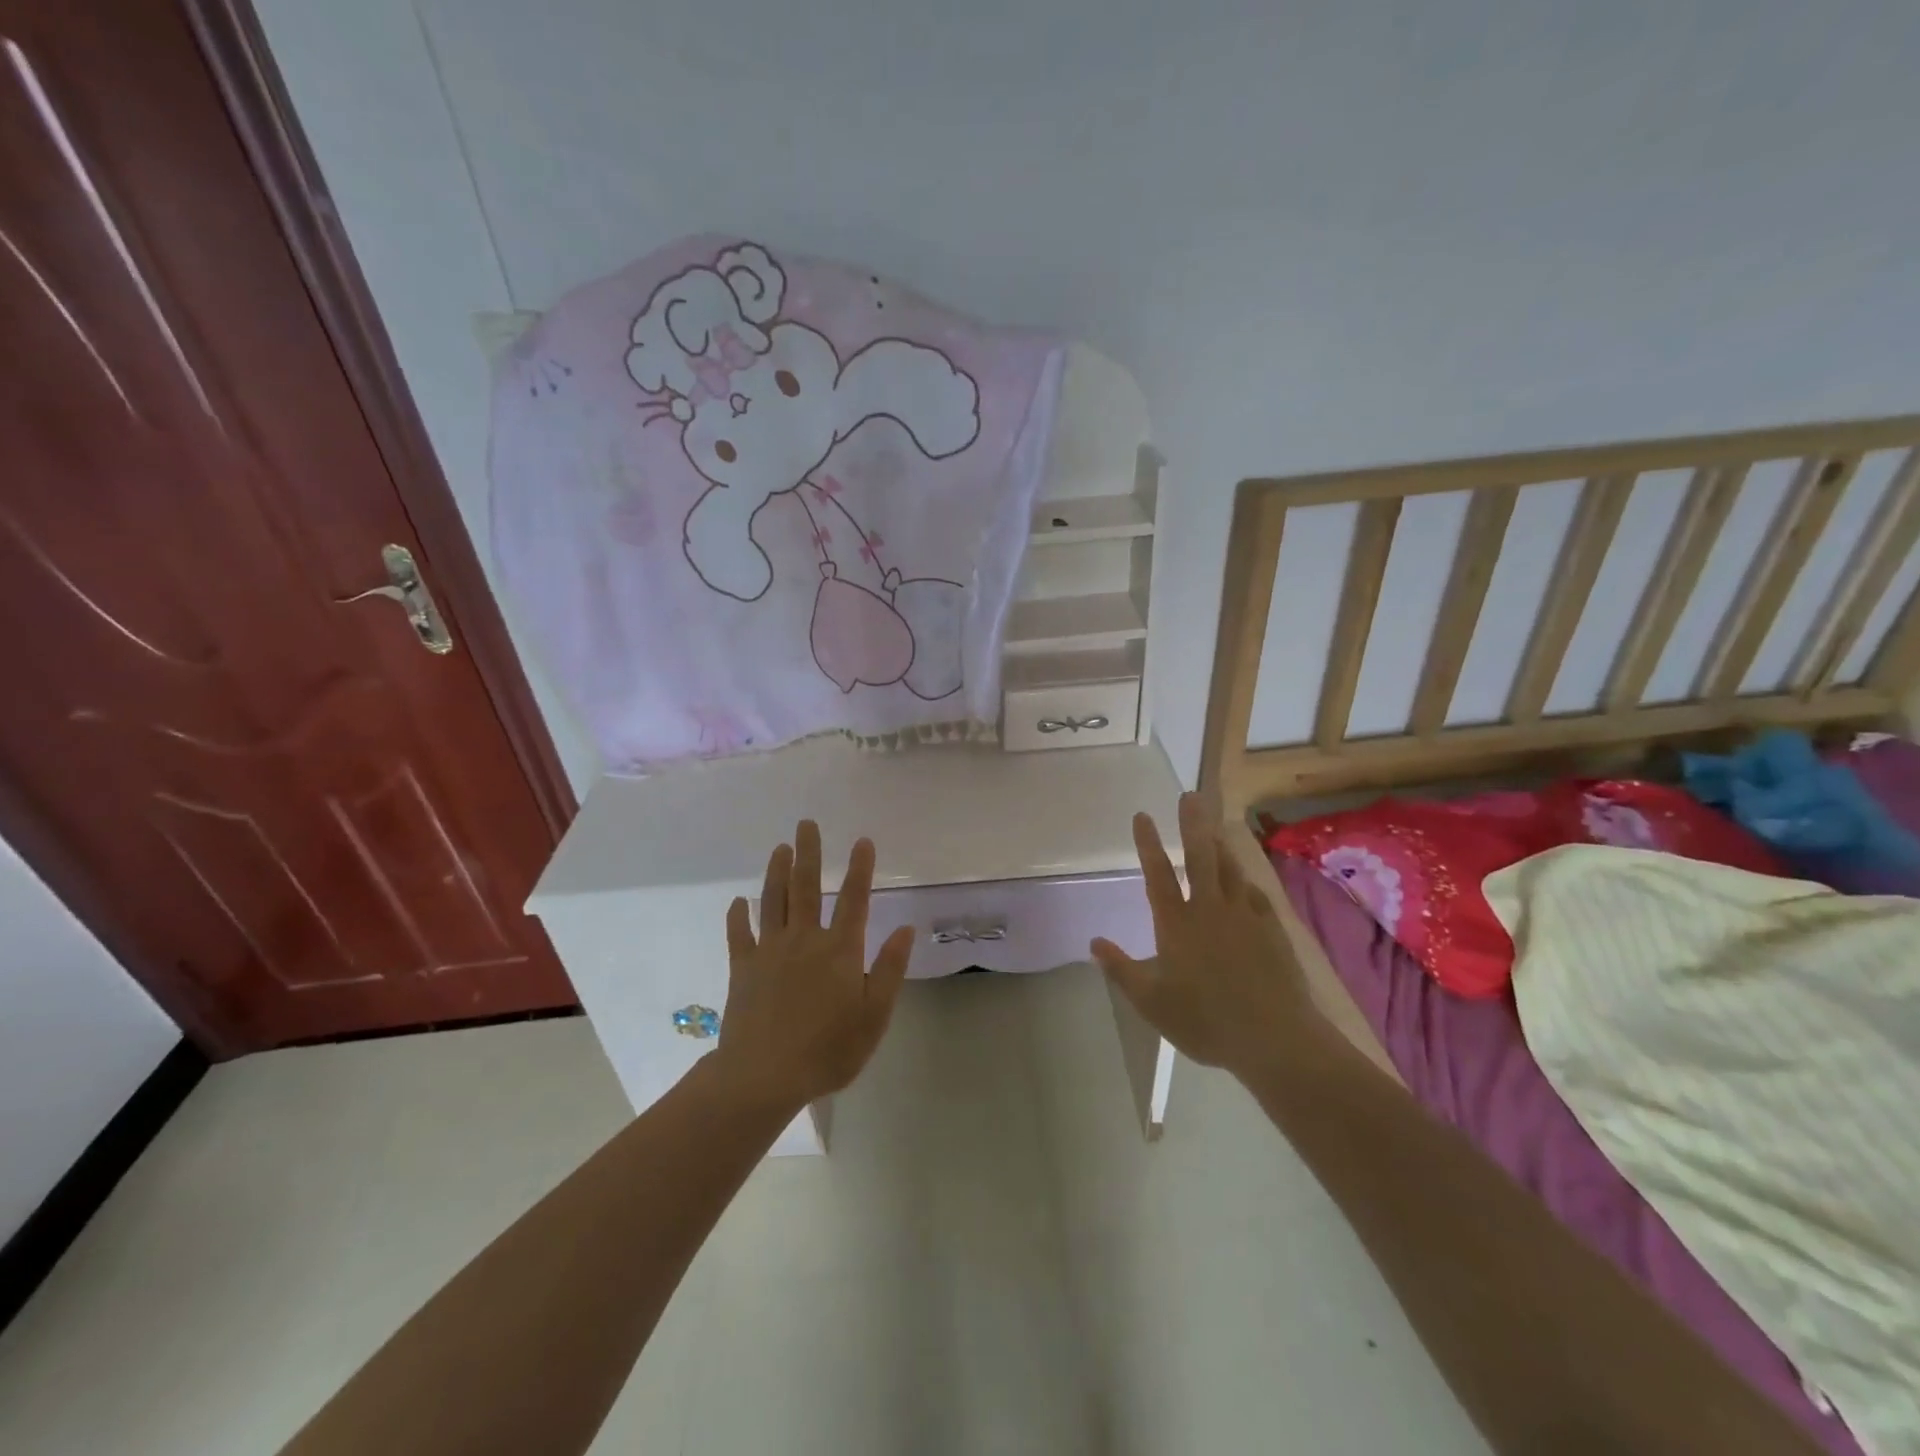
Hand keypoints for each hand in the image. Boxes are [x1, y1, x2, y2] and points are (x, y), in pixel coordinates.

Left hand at [714, 820, 913, 1110]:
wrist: (763, 1076)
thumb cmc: (828, 1049)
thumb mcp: (874, 1015)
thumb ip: (889, 969)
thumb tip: (905, 928)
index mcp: (840, 950)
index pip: (854, 899)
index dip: (860, 868)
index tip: (862, 840)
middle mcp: (804, 940)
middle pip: (807, 887)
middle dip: (809, 853)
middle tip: (806, 824)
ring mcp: (769, 951)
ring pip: (773, 901)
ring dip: (777, 872)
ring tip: (780, 848)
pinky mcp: (742, 968)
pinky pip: (739, 934)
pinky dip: (738, 916)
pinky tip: (738, 902)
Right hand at [1092, 793, 1321, 1079]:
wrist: (1274, 1037)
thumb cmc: (1205, 1020)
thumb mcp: (1151, 1002)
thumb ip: (1121, 970)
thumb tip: (1094, 942)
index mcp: (1177, 924)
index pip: (1158, 875)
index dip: (1148, 844)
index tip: (1142, 815)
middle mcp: (1210, 910)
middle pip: (1200, 857)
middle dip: (1192, 824)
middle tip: (1190, 796)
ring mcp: (1245, 915)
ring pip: (1230, 869)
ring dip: (1219, 844)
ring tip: (1213, 826)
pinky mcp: (1272, 928)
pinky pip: (1255, 893)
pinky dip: (1245, 881)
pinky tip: (1244, 880)